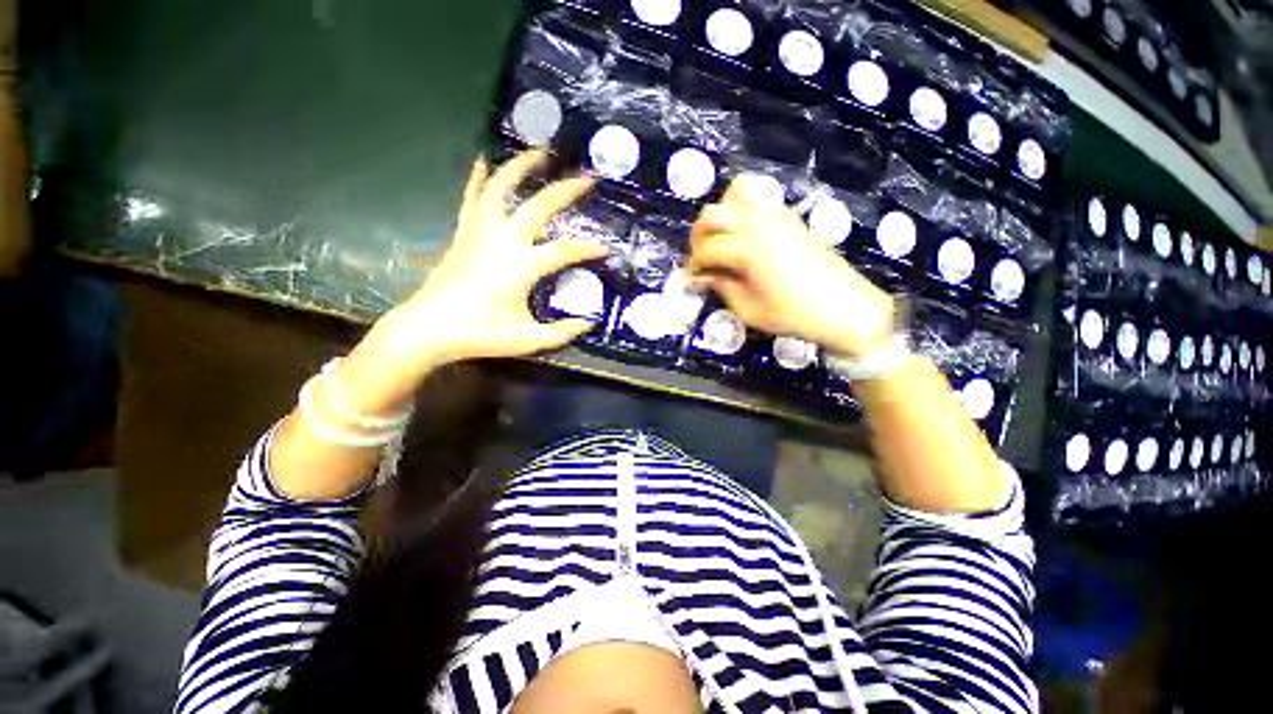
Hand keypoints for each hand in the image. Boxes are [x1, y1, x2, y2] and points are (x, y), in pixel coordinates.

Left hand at [360, 151, 606, 382]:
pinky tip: (483, 160)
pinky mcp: (463, 233)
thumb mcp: (528, 340)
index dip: (587, 249)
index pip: (563, 251)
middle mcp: (501, 241)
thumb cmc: (480, 335)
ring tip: (540, 152)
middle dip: (565, 190)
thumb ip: (562, 332)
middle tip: (587, 177)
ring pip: (500, 189)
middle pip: (537, 207)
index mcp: (520, 268)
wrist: (428, 329)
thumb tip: (589, 322)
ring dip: (521, 167)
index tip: (606, 249)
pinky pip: (471, 199)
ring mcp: (479, 233)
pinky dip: (478, 178)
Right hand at [689, 176, 895, 357]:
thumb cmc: (794, 315)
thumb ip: (721, 287)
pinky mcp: (788, 216)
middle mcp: (759, 223)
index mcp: (748, 249)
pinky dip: (741, 208)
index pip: (706, 249)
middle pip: (712, 215)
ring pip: (735, 194)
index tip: (693, 281)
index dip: (694, 266)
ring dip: (720, 217)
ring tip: (721, 242)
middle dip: (699, 237)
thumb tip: (702, 276)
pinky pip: (757, 197)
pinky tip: (742, 235)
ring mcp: (776, 215)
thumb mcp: (748, 310)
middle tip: (703, 260)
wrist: (845, 307)